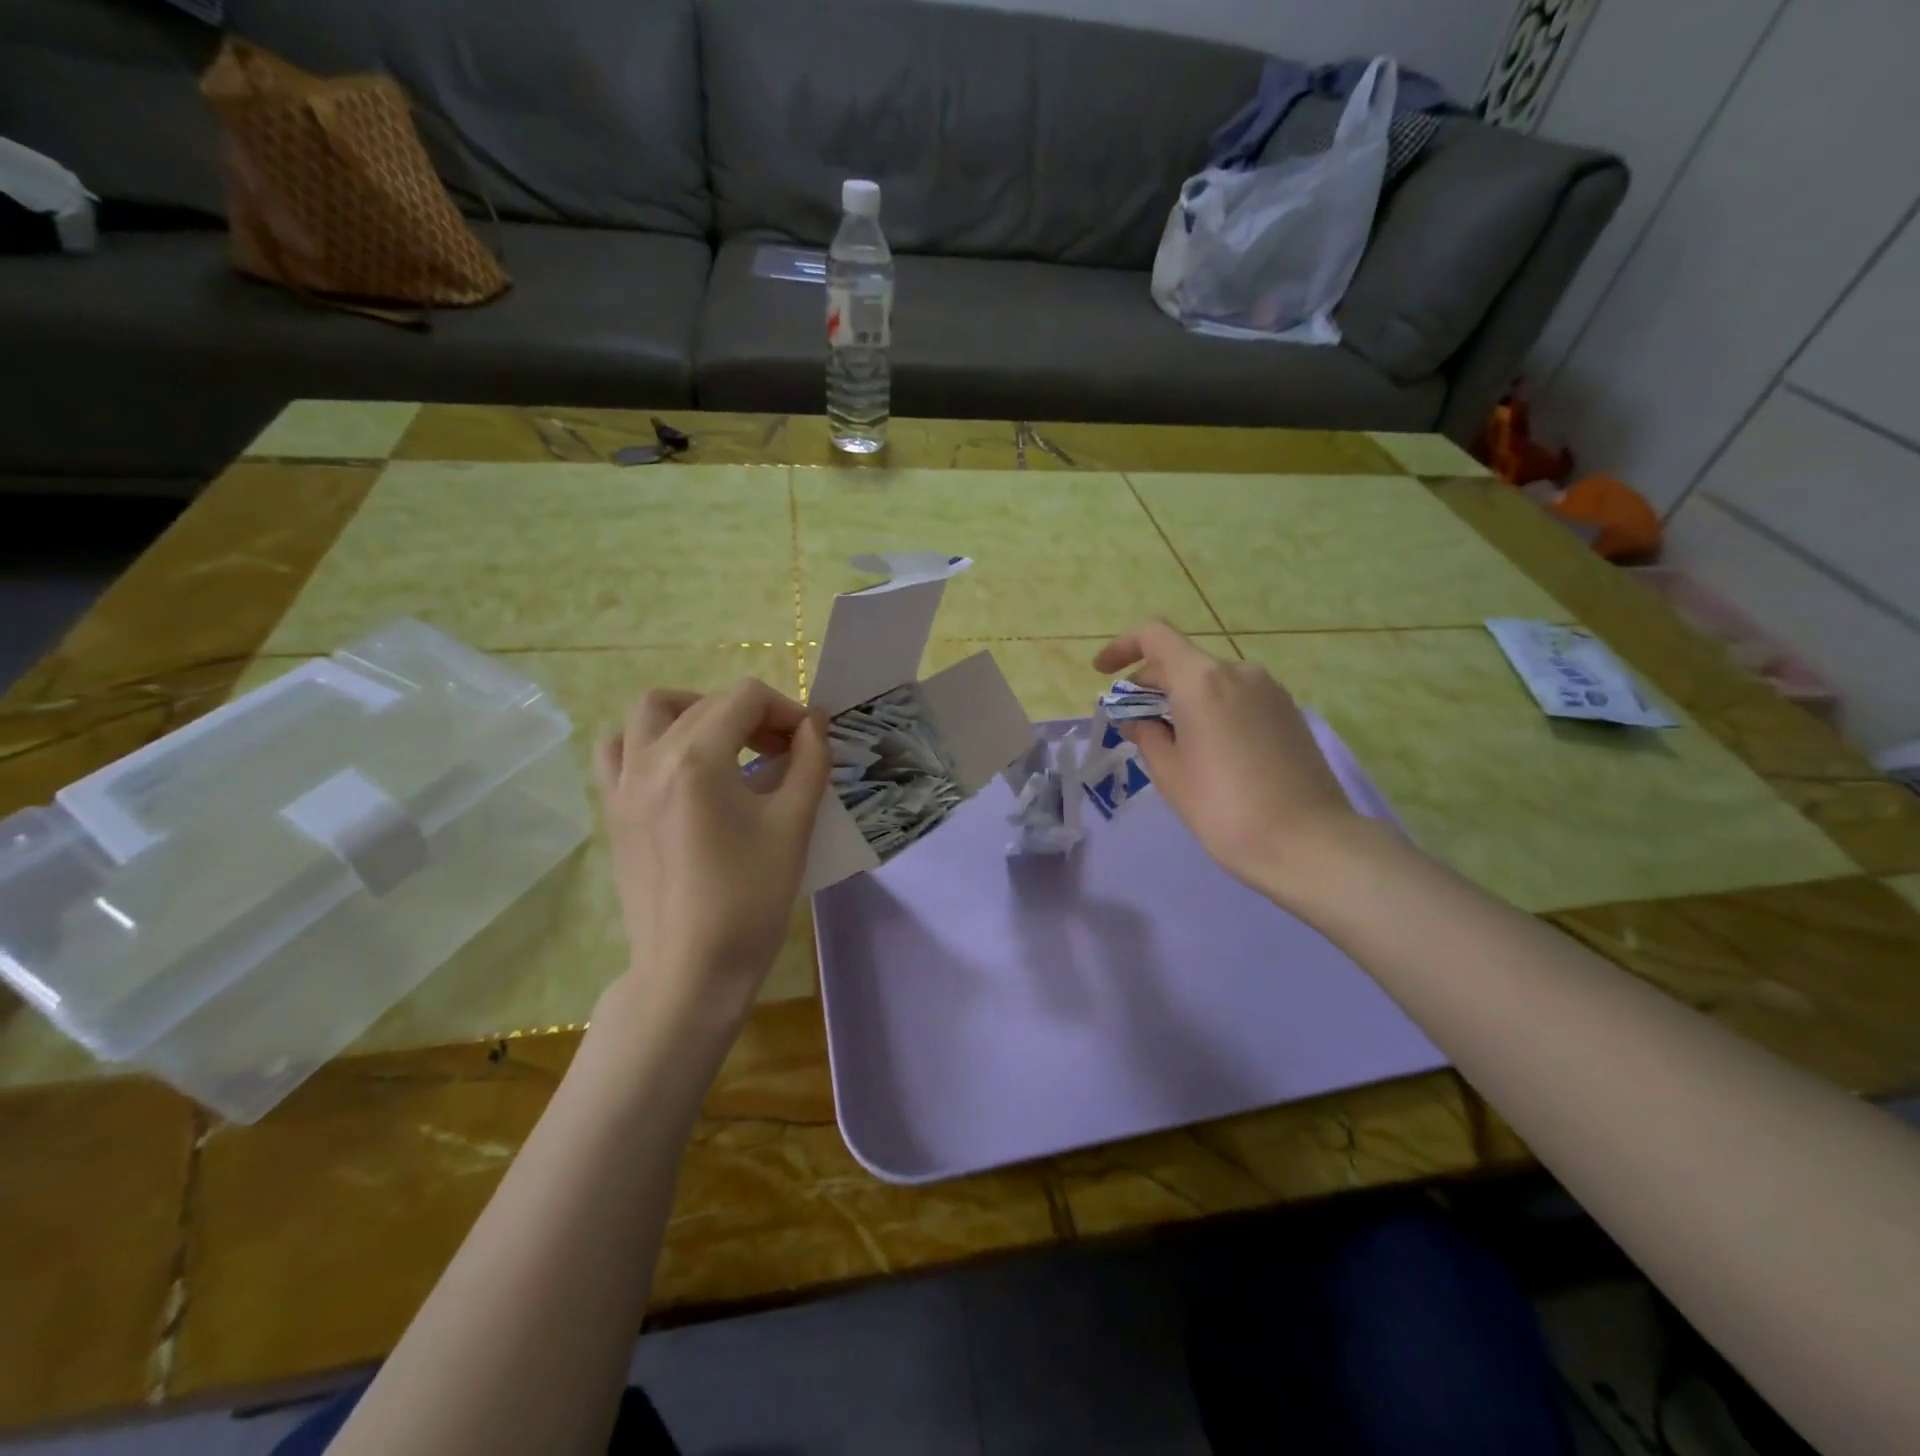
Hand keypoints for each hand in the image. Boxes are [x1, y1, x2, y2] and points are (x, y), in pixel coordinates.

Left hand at [593, 679, 830, 1030]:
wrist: (691, 969)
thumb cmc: (750, 898)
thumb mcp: (794, 825)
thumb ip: (810, 763)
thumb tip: (815, 724)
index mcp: (697, 759)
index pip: (746, 698)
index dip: (787, 709)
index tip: (810, 742)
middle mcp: (650, 758)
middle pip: (705, 702)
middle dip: (752, 714)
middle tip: (784, 749)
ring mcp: (623, 784)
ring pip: (649, 712)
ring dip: (692, 711)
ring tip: (725, 744)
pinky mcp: (613, 811)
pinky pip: (618, 751)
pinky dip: (649, 741)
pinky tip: (679, 769)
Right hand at [1093, 621, 1366, 898]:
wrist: (1308, 842)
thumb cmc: (1224, 809)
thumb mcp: (1170, 774)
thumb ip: (1146, 735)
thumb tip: (1136, 719)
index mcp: (1202, 680)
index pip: (1154, 635)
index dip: (1122, 646)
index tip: (1102, 673)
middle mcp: (1238, 672)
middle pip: (1182, 660)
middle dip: (1149, 683)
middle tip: (1131, 722)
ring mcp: (1269, 690)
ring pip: (1211, 680)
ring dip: (1181, 697)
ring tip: (1169, 740)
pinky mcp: (1288, 711)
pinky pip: (1237, 696)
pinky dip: (1211, 708)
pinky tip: (1207, 748)